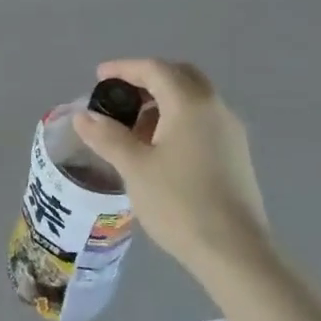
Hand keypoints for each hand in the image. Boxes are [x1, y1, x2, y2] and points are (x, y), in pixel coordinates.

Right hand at [73, 59, 272, 280]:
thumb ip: (107, 136)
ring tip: (135, 129)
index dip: (124, 68)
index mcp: (190, 103)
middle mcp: (215, 107)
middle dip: (148, 79)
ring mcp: (231, 131)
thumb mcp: (134, 168)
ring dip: (164, 101)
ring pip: (194, 98)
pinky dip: (179, 119)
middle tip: (120, 97)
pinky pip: (204, 119)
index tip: (99, 77)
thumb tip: (83, 116)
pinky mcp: (237, 154)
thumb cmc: (180, 203)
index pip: (154, 69)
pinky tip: (161, 149)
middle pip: (179, 76)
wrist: (235, 253)